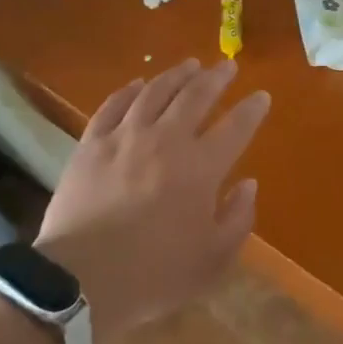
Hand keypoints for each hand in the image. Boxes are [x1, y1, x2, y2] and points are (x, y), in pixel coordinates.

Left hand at [36, 59, 269, 343]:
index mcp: (201, 168)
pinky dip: (129, 90)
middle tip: (228, 65)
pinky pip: (113, 105)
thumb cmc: (154, 275)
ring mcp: (126, 136)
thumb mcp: (212, 261)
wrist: (81, 279)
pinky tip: (138, 83)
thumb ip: (237, 219)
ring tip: (190, 64)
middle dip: (217, 78)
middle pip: (196, 96)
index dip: (252, 109)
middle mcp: (167, 140)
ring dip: (177, 75)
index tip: (261, 96)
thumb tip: (248, 184)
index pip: (236, 127)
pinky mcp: (92, 143)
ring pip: (156, 91)